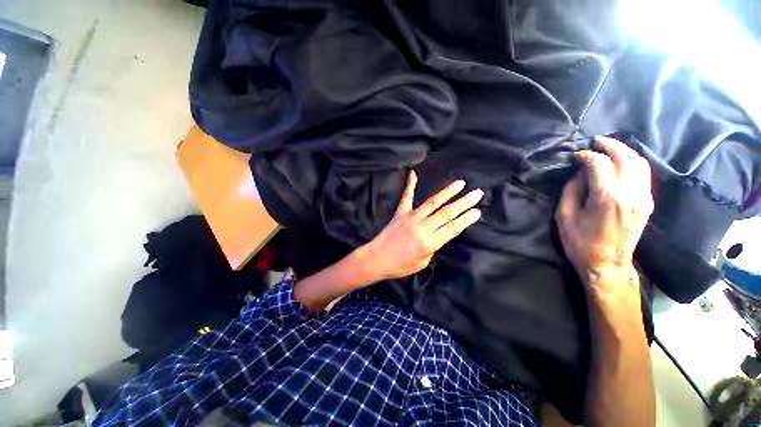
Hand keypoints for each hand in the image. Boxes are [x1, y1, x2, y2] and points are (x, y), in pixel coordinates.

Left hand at [359, 171, 482, 281]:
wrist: (376, 259)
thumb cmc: (399, 266)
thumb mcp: (422, 263)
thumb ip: (432, 247)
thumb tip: (437, 235)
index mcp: (429, 243)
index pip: (452, 228)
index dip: (466, 219)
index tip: (477, 211)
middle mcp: (422, 227)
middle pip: (447, 213)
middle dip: (464, 203)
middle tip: (477, 193)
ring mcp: (411, 217)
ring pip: (432, 202)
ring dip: (447, 192)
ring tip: (460, 183)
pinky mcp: (400, 213)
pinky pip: (406, 197)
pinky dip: (410, 185)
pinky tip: (413, 173)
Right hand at [555, 136, 653, 287]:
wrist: (607, 264)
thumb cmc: (580, 242)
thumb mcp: (565, 216)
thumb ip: (571, 190)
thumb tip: (579, 173)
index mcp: (607, 197)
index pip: (599, 164)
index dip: (586, 155)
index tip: (576, 156)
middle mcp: (630, 193)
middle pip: (625, 157)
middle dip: (610, 145)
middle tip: (596, 141)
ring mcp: (643, 198)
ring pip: (640, 163)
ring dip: (624, 151)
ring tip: (610, 148)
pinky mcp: (647, 203)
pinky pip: (644, 175)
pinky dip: (633, 163)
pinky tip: (622, 163)